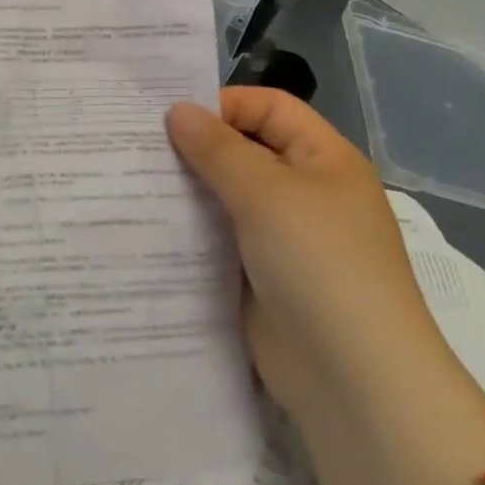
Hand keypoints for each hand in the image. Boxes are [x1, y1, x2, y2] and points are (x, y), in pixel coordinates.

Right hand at [165, 89, 447, 420]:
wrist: (353, 379)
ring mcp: (281, 238)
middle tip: (135, 146)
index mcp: (322, 159)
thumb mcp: (267, 194)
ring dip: (187, 191)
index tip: (166, 116)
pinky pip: (218, 239)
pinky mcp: (258, 276)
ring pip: (226, 197)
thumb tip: (177, 111)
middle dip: (195, 147)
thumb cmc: (319, 265)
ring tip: (131, 182)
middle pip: (244, 151)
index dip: (222, 105)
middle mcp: (304, 191)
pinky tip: (148, 227)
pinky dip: (189, 231)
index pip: (269, 108)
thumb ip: (218, 149)